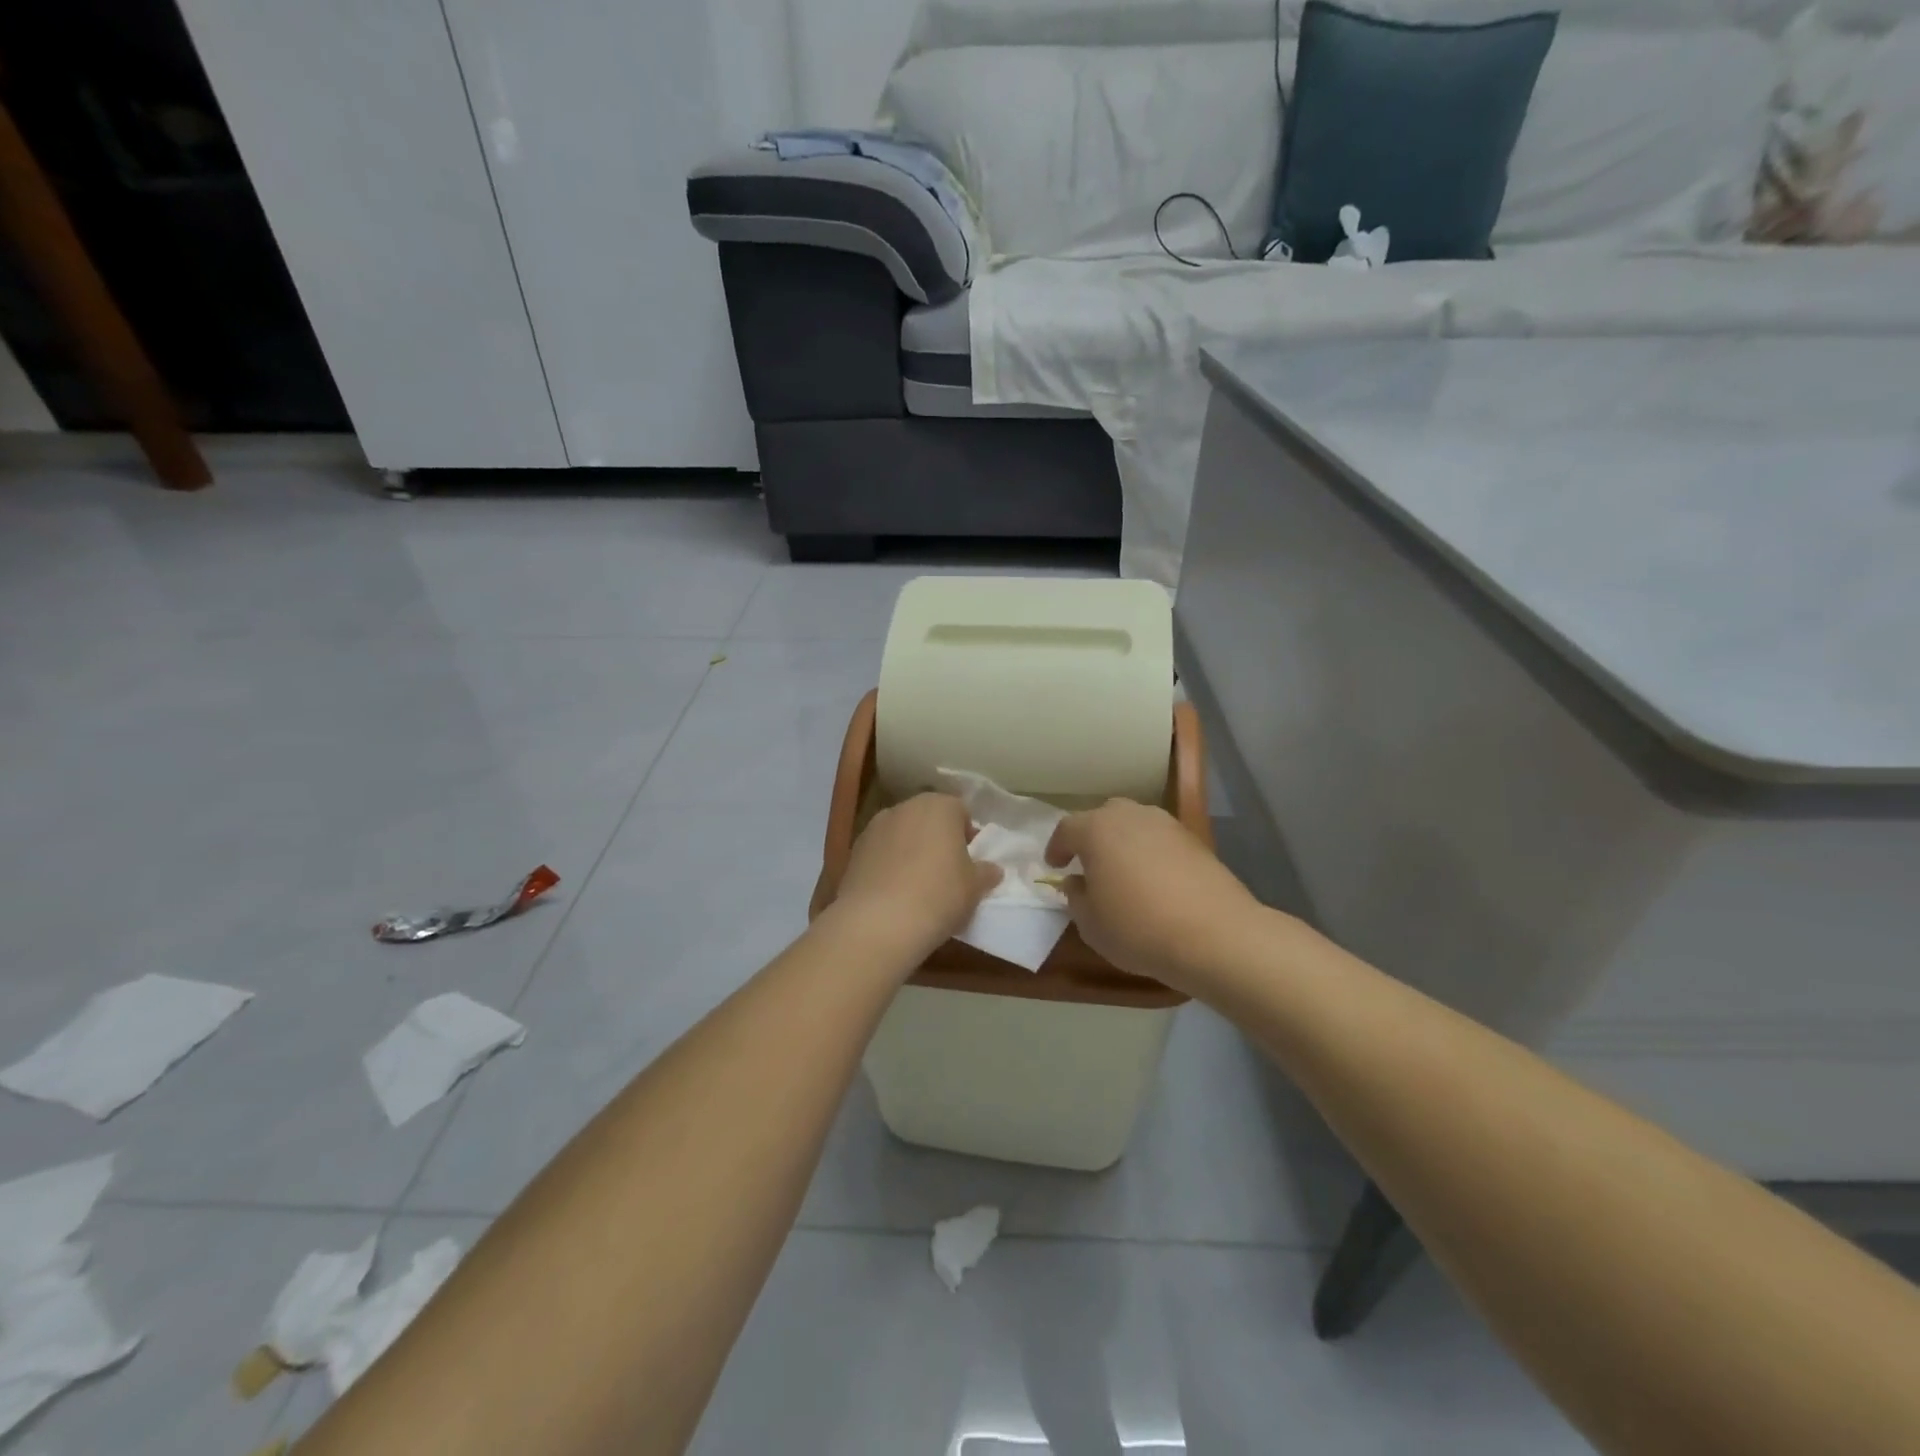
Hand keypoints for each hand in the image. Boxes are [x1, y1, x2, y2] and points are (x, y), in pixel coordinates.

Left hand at [829, 793, 1000, 958]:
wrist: (878, 922)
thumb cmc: (939, 895)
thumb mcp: (974, 887)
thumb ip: (986, 873)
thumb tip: (991, 869)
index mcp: (939, 806)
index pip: (960, 811)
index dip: (968, 835)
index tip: (970, 862)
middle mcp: (905, 807)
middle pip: (928, 819)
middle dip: (937, 840)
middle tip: (946, 873)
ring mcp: (874, 827)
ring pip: (901, 835)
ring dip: (910, 851)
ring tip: (917, 886)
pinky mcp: (853, 851)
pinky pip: (880, 853)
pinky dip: (888, 866)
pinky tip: (893, 894)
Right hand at [1047, 799, 1264, 989]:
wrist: (1215, 935)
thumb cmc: (1138, 928)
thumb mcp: (1091, 924)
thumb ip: (1076, 897)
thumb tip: (1077, 882)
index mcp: (1096, 829)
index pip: (1066, 829)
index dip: (1057, 847)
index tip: (1055, 866)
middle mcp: (1131, 815)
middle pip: (1103, 817)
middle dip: (1092, 836)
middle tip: (1089, 863)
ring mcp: (1166, 824)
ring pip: (1135, 824)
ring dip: (1124, 842)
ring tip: (1123, 871)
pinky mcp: (1194, 839)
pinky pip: (1160, 839)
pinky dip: (1151, 852)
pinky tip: (1154, 880)